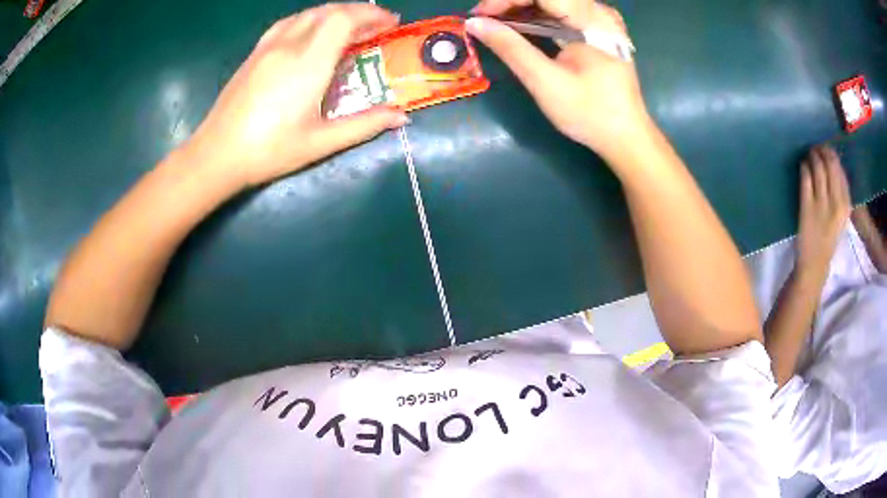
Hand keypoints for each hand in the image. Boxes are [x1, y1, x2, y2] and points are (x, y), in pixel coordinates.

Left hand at [182, 3, 407, 188]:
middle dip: (358, 11)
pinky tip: (313, 32)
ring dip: (334, 13)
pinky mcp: (254, 53)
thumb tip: (401, 118)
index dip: (371, 15)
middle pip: (328, 10)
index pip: (344, 19)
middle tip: (377, 26)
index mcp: (308, 63)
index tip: (390, 24)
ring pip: (307, 13)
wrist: (216, 155)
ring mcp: (267, 47)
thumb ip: (364, 125)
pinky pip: (288, 23)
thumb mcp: (321, 142)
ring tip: (350, 26)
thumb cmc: (269, 151)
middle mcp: (288, 45)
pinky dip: (310, 19)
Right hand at [467, 0, 651, 161]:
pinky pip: (561, 12)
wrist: (626, 137)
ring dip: (521, 9)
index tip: (478, 15)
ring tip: (496, 24)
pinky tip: (520, 28)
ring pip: (553, 2)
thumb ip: (511, 48)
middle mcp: (599, 13)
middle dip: (511, 3)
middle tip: (484, 21)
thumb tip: (475, 23)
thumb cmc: (590, 113)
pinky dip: (537, 17)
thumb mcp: (546, 82)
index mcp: (592, 21)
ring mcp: (600, 21)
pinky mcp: (598, 30)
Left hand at [796, 145, 851, 276]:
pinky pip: (806, 177)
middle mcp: (836, 202)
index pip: (840, 170)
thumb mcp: (842, 215)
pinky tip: (803, 165)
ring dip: (812, 156)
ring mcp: (821, 204)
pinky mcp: (807, 206)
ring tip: (810, 154)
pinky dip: (804, 166)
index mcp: (846, 205)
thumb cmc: (830, 237)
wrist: (815, 262)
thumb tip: (834, 163)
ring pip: (817, 167)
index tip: (827, 149)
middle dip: (822, 150)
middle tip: (816, 147)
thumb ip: (841, 193)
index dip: (832, 155)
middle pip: (829, 164)